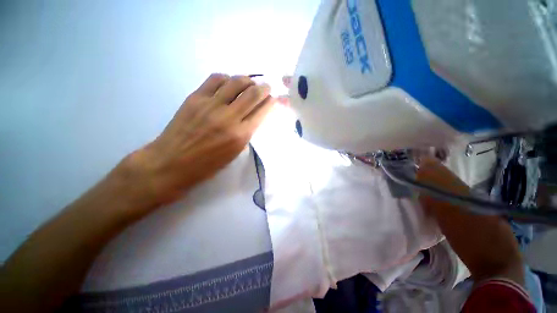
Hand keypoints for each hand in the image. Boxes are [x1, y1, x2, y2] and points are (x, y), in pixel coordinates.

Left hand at [128, 73, 274, 207]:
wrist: (172, 162)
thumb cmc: (207, 164)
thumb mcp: (234, 153)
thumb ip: (246, 132)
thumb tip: (254, 116)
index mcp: (240, 135)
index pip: (262, 111)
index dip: (272, 102)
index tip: (275, 98)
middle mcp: (229, 117)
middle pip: (253, 93)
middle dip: (264, 88)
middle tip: (267, 87)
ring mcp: (211, 105)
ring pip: (236, 81)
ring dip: (248, 80)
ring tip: (249, 84)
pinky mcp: (195, 97)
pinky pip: (216, 79)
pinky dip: (227, 79)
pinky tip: (229, 84)